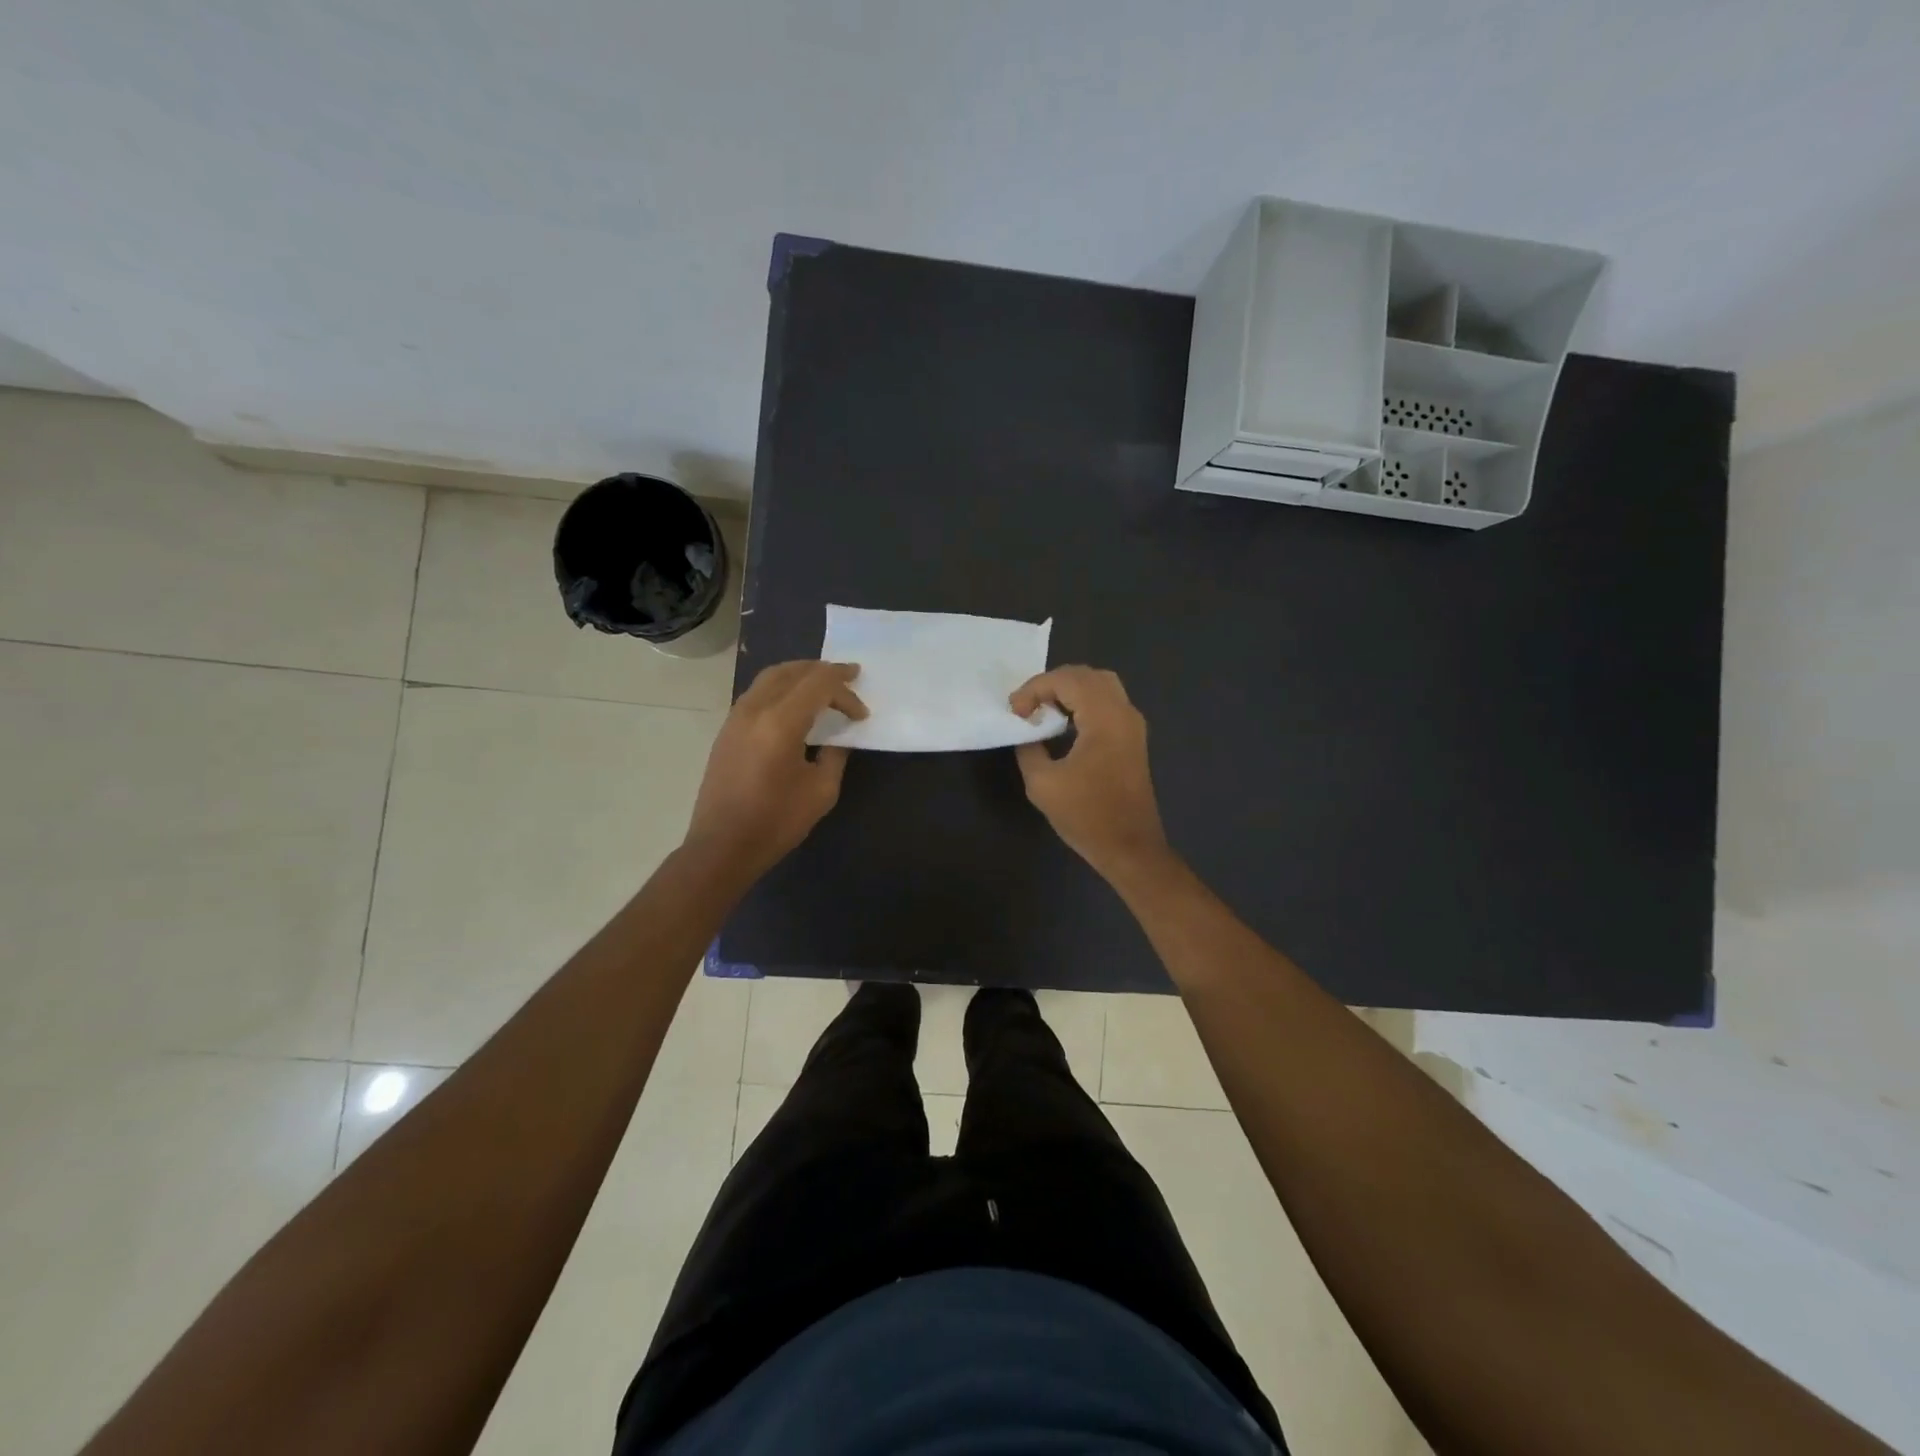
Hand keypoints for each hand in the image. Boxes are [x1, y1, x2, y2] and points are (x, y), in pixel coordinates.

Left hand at [685, 660, 867, 880]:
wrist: (722, 847)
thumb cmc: (776, 822)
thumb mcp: (821, 791)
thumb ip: (835, 755)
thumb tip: (838, 739)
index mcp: (781, 722)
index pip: (819, 684)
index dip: (845, 690)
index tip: (862, 712)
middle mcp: (755, 709)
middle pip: (792, 671)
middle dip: (823, 671)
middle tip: (848, 678)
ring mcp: (736, 717)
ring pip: (771, 677)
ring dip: (800, 675)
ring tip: (823, 685)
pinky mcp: (727, 730)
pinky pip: (758, 693)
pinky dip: (782, 688)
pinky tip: (795, 705)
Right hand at [1010, 666, 1171, 883]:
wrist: (1129, 847)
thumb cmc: (1086, 815)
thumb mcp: (1042, 783)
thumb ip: (1029, 748)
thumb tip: (1027, 732)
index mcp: (1104, 718)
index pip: (1066, 680)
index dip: (1034, 689)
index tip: (1015, 712)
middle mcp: (1124, 712)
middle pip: (1087, 675)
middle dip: (1052, 684)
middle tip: (1027, 706)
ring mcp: (1133, 725)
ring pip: (1101, 686)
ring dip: (1069, 691)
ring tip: (1043, 712)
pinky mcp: (1133, 739)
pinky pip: (1108, 703)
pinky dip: (1083, 703)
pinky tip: (1064, 724)